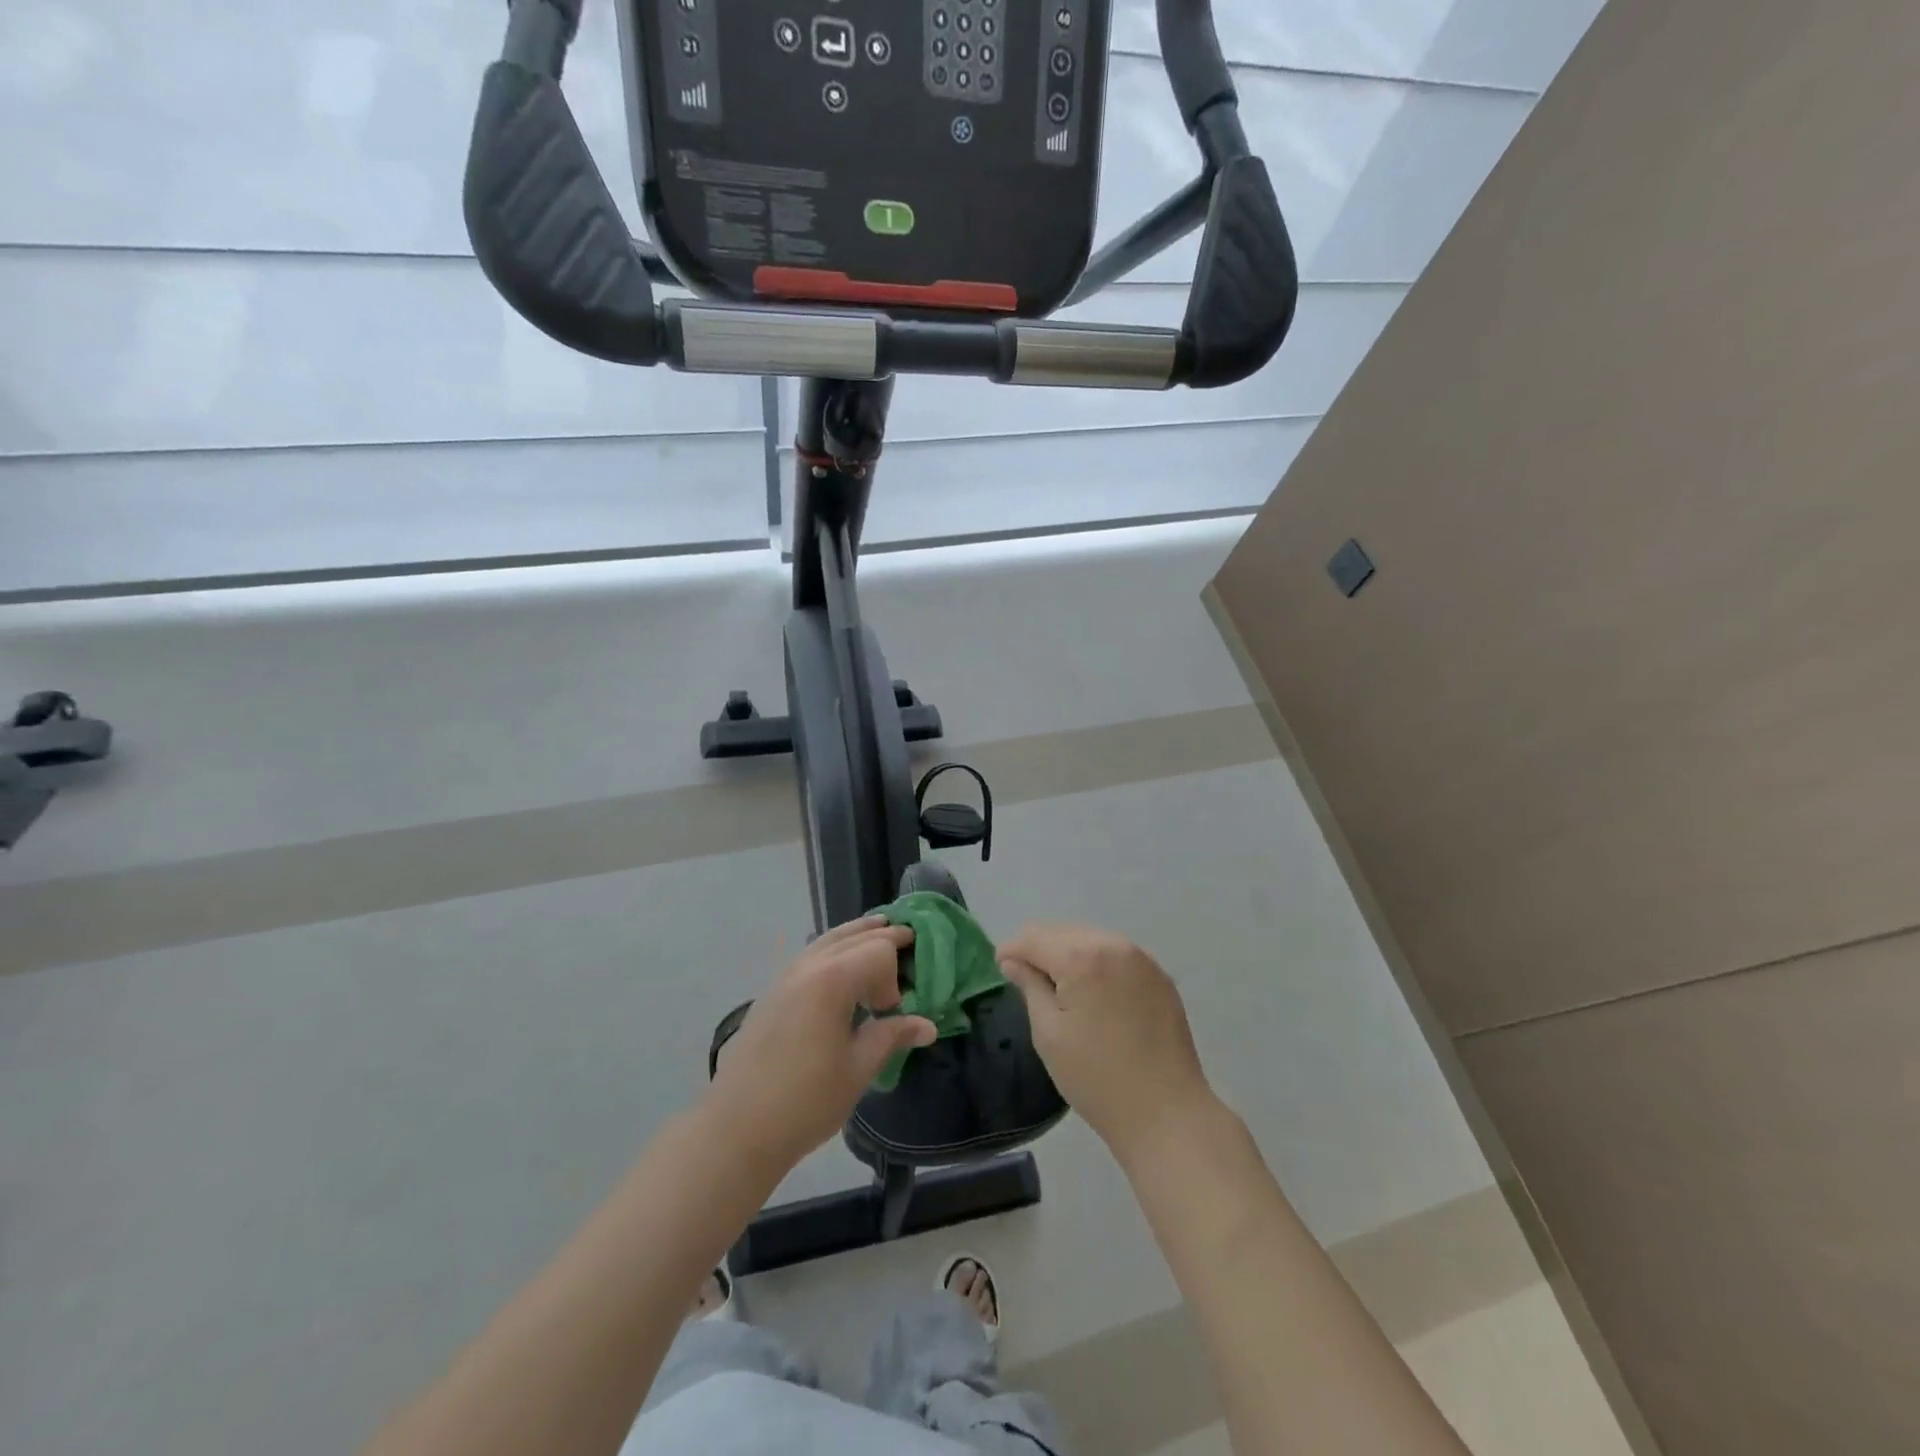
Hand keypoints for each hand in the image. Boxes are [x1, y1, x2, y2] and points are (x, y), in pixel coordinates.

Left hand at [703, 917, 936, 1172]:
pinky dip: (833, 948)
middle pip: (853, 936)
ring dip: (856, 935)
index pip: (878, 950)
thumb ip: (892, 1036)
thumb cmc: (805, 1101)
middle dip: (883, 937)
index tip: (893, 1011)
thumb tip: (927, 1026)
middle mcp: (807, 966)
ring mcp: (784, 976)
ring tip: (879, 931)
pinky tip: (840, 966)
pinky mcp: (771, 992)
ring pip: (827, 939)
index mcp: (832, 980)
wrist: (736, 1130)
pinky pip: (810, 954)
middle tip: (909, 938)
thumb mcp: (858, 1069)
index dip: (895, 975)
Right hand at [999, 924, 1215, 1165]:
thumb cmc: (1096, 1077)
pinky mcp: (1160, 977)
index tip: (999, 967)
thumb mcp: (1049, 1033)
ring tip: (1058, 986)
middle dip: (1040, 949)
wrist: (1166, 1114)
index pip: (1035, 938)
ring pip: (1091, 939)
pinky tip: (1093, 993)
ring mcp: (1142, 959)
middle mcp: (1114, 945)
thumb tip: (1014, 962)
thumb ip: (1030, 987)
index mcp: (1082, 957)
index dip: (1012, 949)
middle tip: (1025, 978)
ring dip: (1069, 954)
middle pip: (1064, 932)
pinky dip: (1097, 963)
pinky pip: (1117, 955)